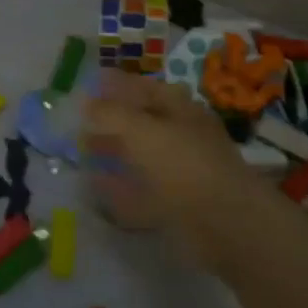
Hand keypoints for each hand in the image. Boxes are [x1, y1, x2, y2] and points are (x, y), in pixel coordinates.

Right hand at [83, 71, 271, 255]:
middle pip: (143, 122)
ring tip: (84, 153)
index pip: (146, 87)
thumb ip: (110, 113)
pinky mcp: (178, 205)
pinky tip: (97, 188)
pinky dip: (120, 188)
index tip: (91, 84)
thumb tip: (85, 100)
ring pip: (142, 157)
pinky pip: (142, 191)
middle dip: (113, 121)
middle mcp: (183, 136)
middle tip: (81, 122)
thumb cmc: (183, 164)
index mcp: (180, 110)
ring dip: (115, 154)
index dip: (119, 84)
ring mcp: (182, 172)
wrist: (225, 224)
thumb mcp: (140, 129)